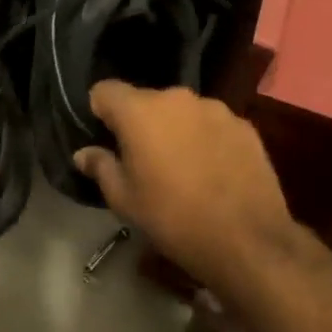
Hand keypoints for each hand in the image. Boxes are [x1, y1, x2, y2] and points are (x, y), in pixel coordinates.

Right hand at [73, 81, 294, 294]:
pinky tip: (213, 171)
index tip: (105, 138)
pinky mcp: (244, 125)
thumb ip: (101, 167)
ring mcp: (214, 108)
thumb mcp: (125, 201)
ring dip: (174, 129)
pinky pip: (211, 124)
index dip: (99, 112)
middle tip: (142, 159)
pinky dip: (205, 139)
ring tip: (181, 166)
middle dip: (139, 123)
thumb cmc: (173, 219)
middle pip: (145, 100)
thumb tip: (83, 153)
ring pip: (181, 111)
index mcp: (139, 111)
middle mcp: (176, 98)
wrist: (248, 241)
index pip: (104, 90)